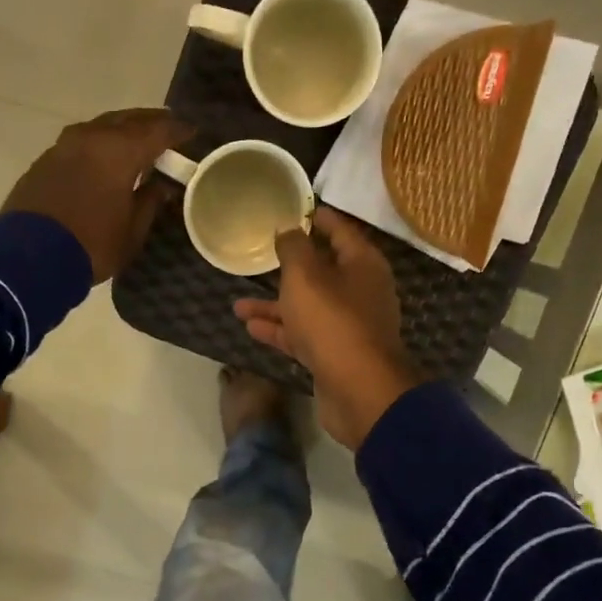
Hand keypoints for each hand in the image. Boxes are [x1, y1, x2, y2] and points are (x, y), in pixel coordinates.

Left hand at [2, 109, 192, 282]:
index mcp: (119, 151)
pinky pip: (81, 142)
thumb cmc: (92, 245)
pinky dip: (99, 144)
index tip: (192, 132)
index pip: (157, 131)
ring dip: (121, 130)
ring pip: (100, 127)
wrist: (30, 258)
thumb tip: (159, 186)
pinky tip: (104, 158)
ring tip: (136, 140)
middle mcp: (92, 138)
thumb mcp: (131, 232)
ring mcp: (64, 146)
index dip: (177, 131)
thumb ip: (148, 202)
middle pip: (127, 120)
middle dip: (149, 122)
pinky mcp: (45, 160)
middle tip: (166, 127)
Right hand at [234, 206, 421, 447]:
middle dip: (290, 267)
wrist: (359, 390)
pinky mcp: (335, 355)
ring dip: (275, 305)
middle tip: (262, 256)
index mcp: (362, 265)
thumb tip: (289, 229)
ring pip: (307, 307)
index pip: (340, 231)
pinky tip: (251, 328)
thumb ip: (293, 248)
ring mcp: (348, 327)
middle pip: (323, 272)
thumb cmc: (332, 321)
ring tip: (239, 305)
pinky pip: (304, 335)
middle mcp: (360, 292)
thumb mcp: (306, 275)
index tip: (295, 209)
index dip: (317, 219)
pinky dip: (280, 330)